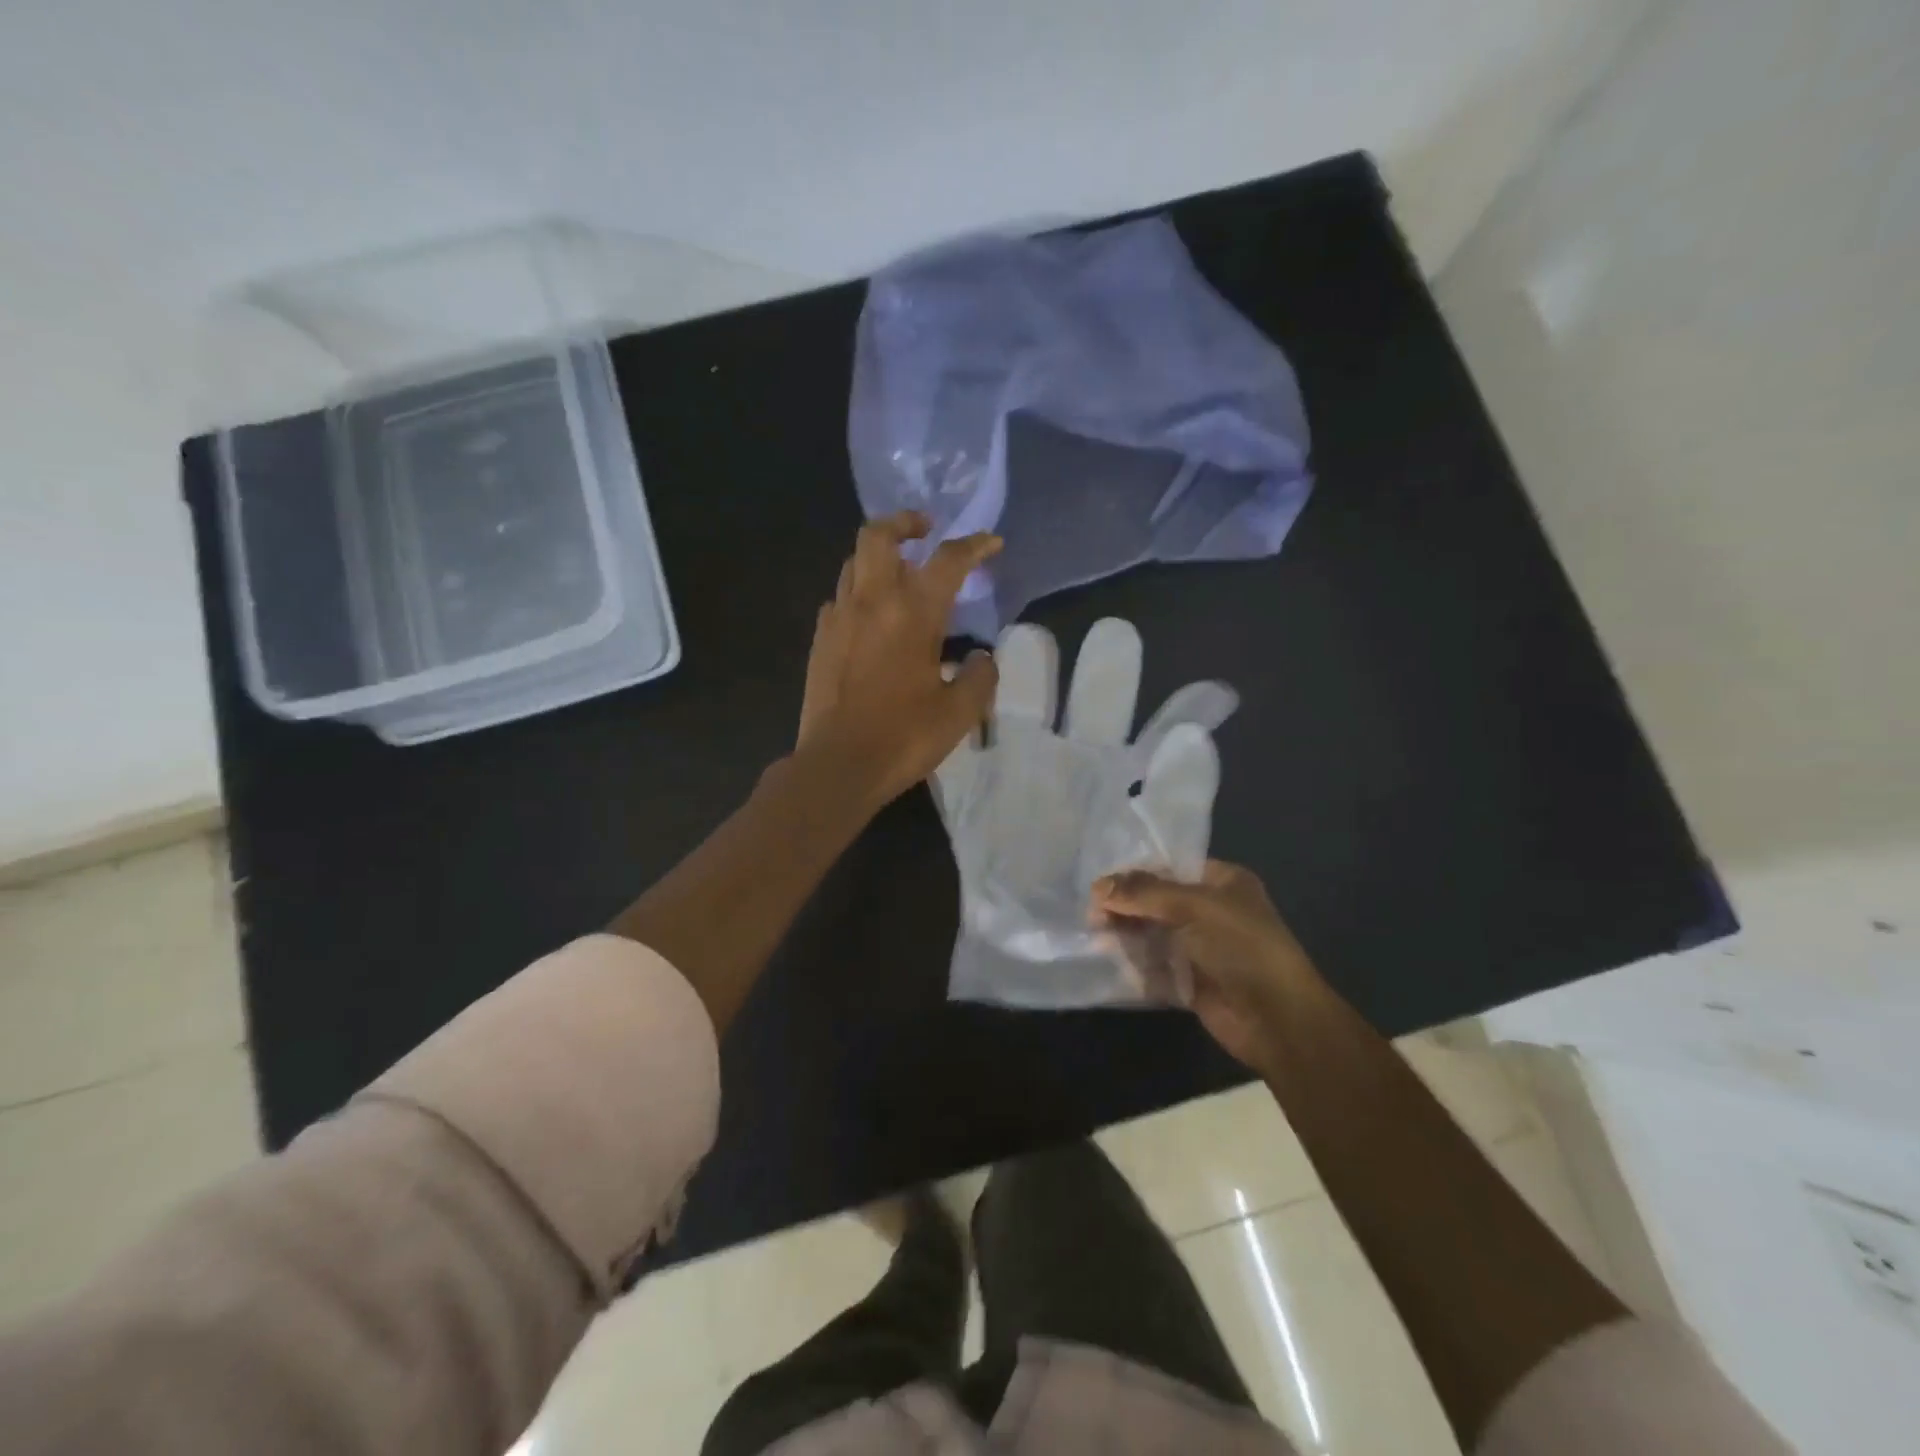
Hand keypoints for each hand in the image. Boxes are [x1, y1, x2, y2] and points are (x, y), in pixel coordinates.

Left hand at [796, 512, 1002, 809]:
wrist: (838, 765)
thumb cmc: (904, 737)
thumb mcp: (959, 712)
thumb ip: (980, 677)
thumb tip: (982, 658)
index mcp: (912, 613)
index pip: (948, 561)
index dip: (974, 545)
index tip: (991, 543)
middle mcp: (872, 602)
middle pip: (878, 534)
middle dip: (904, 522)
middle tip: (925, 531)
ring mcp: (839, 618)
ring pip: (854, 562)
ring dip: (879, 556)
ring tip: (899, 574)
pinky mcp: (820, 639)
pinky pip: (838, 598)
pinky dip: (858, 593)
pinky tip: (871, 618)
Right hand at [1092, 861, 1318, 1070]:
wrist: (1277, 1020)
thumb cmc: (1242, 947)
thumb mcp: (1194, 907)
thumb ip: (1144, 893)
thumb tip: (1097, 888)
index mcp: (1222, 882)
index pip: (1169, 867)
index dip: (1134, 873)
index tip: (1099, 884)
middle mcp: (1211, 910)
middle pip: (1157, 900)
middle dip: (1126, 905)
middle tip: (1092, 914)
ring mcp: (1200, 947)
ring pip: (1153, 933)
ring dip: (1126, 933)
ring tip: (1095, 934)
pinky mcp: (1190, 980)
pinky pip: (1155, 966)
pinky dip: (1134, 963)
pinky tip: (1108, 959)